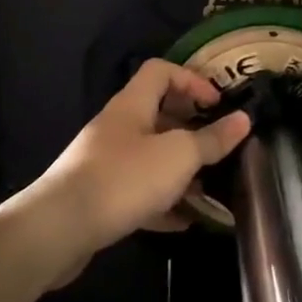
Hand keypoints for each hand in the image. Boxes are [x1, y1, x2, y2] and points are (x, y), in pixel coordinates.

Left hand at [37, 60, 250, 258]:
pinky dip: (163, 201)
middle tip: (219, 145)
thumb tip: (244, 119)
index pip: (161, 71)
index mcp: (132, 105)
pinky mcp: (100, 198)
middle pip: (158, 114)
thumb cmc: (124, 179)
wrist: (58, 230)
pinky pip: (139, 192)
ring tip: (210, 186)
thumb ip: (212, 139)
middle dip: (191, 128)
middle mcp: (117, 128)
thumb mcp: (178, 156)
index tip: (217, 104)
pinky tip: (185, 221)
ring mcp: (105, 163)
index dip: (192, 79)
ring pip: (151, 157)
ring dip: (180, 169)